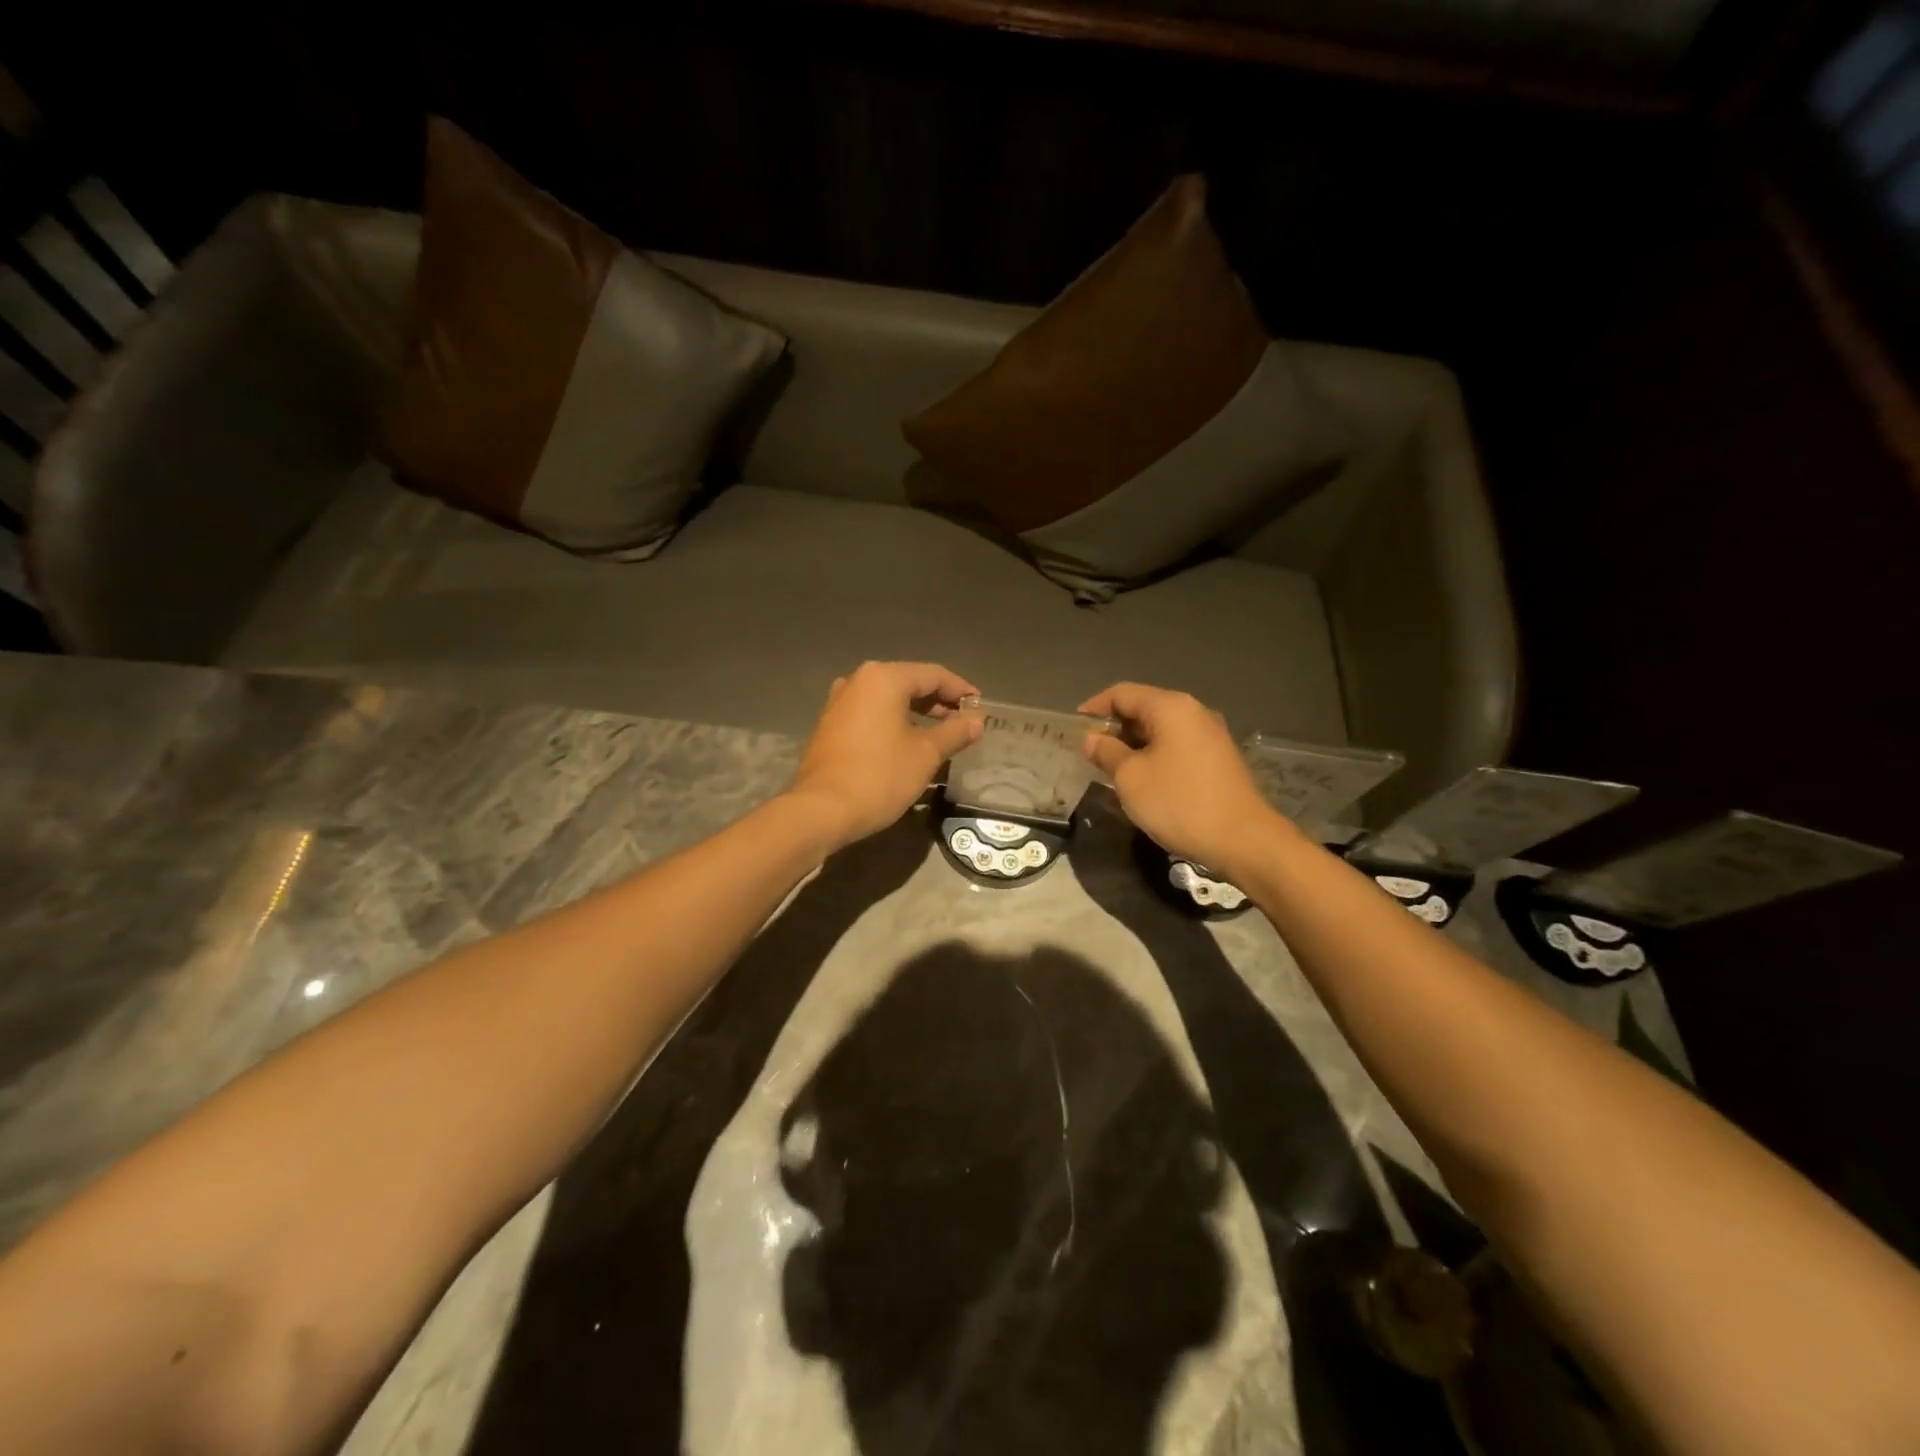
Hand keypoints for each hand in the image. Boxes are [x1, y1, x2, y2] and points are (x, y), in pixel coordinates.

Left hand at [789, 662, 982, 848]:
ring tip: (942, 733)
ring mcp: (840, 702)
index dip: (960, 690)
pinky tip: (909, 741)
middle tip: (964, 722)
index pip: (933, 675)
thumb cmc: (879, 776)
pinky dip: (894, 722)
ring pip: (888, 699)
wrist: (821, 810)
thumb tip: (976, 721)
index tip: (980, 708)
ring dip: (917, 712)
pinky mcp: (830, 724)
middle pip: (909, 683)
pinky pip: (871, 713)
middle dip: (939, 701)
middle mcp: (858, 681)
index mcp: (884, 678)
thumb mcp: (926, 754)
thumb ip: (954, 732)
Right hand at [1079, 683, 1284, 875]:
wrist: (1242, 839)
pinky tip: (1144, 780)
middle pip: (1144, 708)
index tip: (1074, 730)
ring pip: (1161, 729)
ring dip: (1134, 744)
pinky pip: (1178, 746)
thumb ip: (1106, 752)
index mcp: (1171, 707)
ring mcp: (1211, 735)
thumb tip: (1092, 739)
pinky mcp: (1219, 759)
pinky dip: (1155, 755)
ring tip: (1112, 769)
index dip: (1094, 708)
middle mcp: (1194, 712)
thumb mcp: (1130, 777)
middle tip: (1090, 754)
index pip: (1122, 693)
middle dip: (1114, 728)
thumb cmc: (1178, 802)